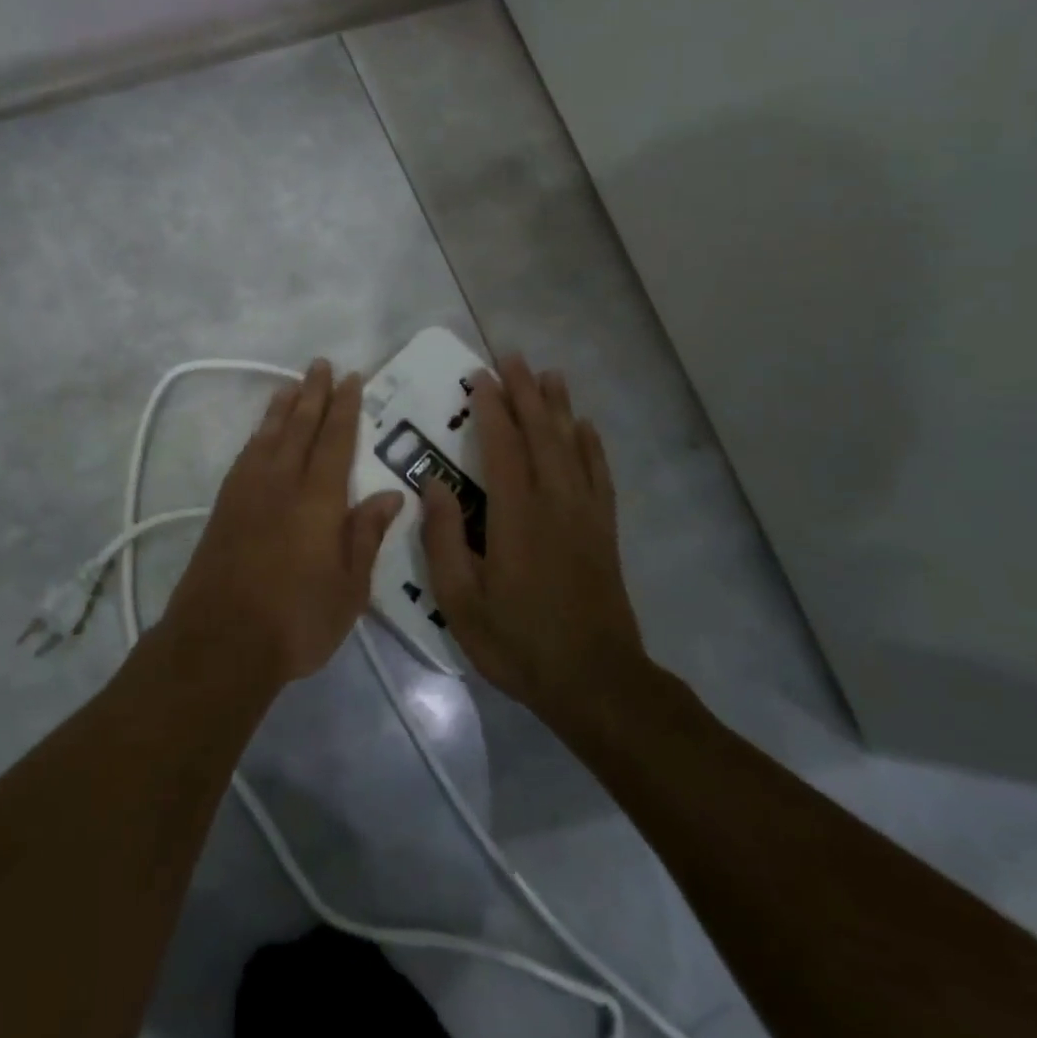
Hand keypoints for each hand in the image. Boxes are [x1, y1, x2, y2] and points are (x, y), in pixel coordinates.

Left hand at [165, 359, 403, 683]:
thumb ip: (366, 535)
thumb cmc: (296, 621)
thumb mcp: (350, 589)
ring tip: (292, 385)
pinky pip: (246, 455)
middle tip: (321, 364)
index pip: (336, 440)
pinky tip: (261, 434)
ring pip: (269, 435)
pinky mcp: (224, 507)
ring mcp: (247, 492)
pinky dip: (257, 435)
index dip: (346, 407)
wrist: (219, 642)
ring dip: (283, 407)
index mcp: (318, 499)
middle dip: (314, 393)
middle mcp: (282, 483)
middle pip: (300, 426)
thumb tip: (391, 494)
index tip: (352, 378)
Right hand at [422, 354, 650, 724]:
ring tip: (549, 374)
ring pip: (572, 445)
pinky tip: (586, 427)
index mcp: (516, 514)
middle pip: (540, 433)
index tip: (479, 376)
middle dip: (525, 392)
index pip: (502, 445)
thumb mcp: (460, 600)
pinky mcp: (604, 530)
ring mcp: (585, 513)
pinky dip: (591, 445)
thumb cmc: (519, 641)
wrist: (595, 680)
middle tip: (512, 357)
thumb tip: (432, 485)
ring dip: (558, 407)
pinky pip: (599, 474)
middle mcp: (554, 501)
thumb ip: (443, 539)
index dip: (490, 407)